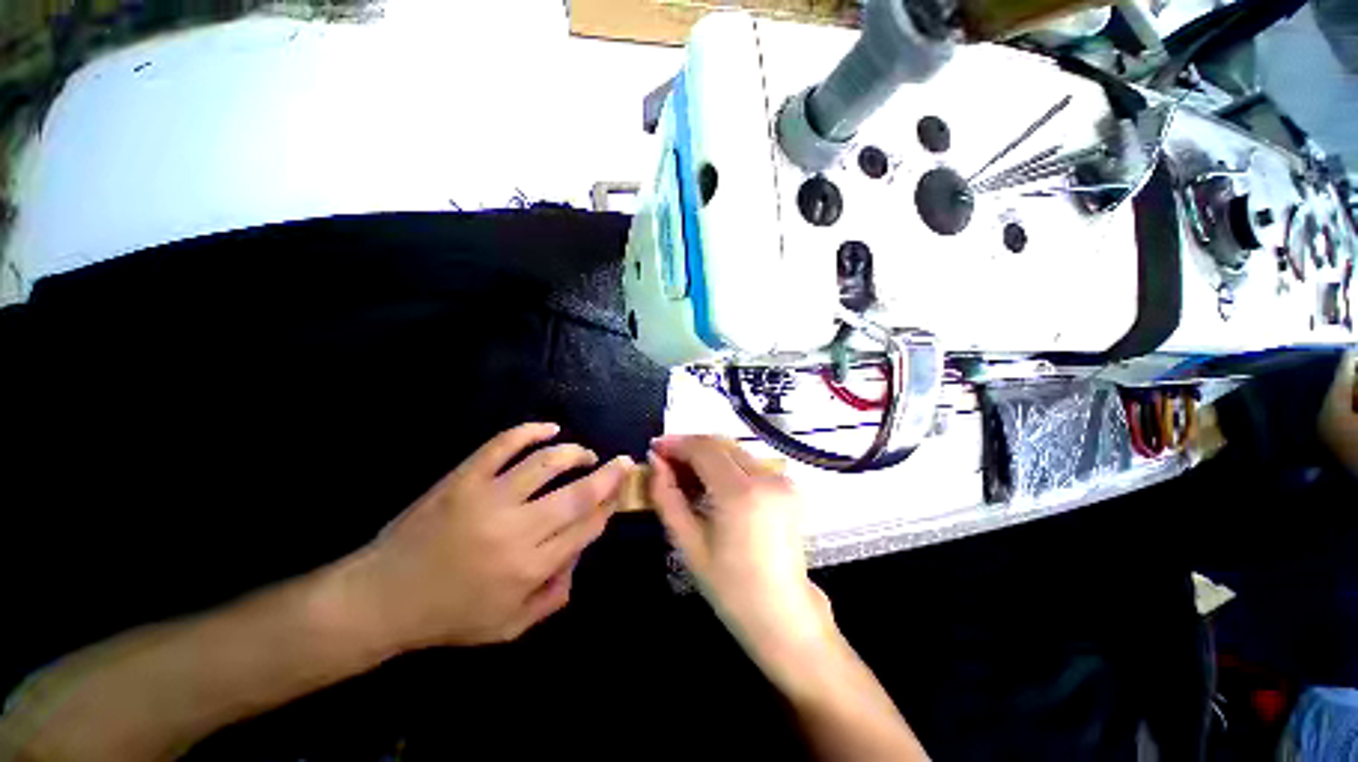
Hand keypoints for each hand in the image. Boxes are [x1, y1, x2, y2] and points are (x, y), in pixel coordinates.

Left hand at [346, 423, 631, 650]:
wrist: (381, 598)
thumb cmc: (447, 617)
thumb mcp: (508, 628)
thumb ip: (554, 598)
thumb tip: (579, 558)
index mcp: (530, 569)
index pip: (587, 527)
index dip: (609, 506)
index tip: (618, 494)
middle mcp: (518, 530)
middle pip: (579, 493)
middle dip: (609, 475)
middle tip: (622, 463)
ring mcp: (489, 498)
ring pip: (548, 463)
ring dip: (575, 453)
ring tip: (586, 454)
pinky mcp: (464, 478)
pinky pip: (504, 444)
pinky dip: (531, 431)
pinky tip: (550, 429)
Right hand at [649, 436, 834, 684]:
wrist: (782, 613)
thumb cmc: (730, 587)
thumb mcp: (689, 544)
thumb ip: (667, 497)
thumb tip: (655, 461)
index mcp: (740, 493)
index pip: (704, 449)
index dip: (676, 443)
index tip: (655, 447)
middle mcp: (766, 477)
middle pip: (720, 445)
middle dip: (690, 448)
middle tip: (666, 462)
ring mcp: (781, 480)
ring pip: (734, 452)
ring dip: (707, 456)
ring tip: (685, 474)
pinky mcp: (788, 487)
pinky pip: (749, 464)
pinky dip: (726, 466)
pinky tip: (711, 483)